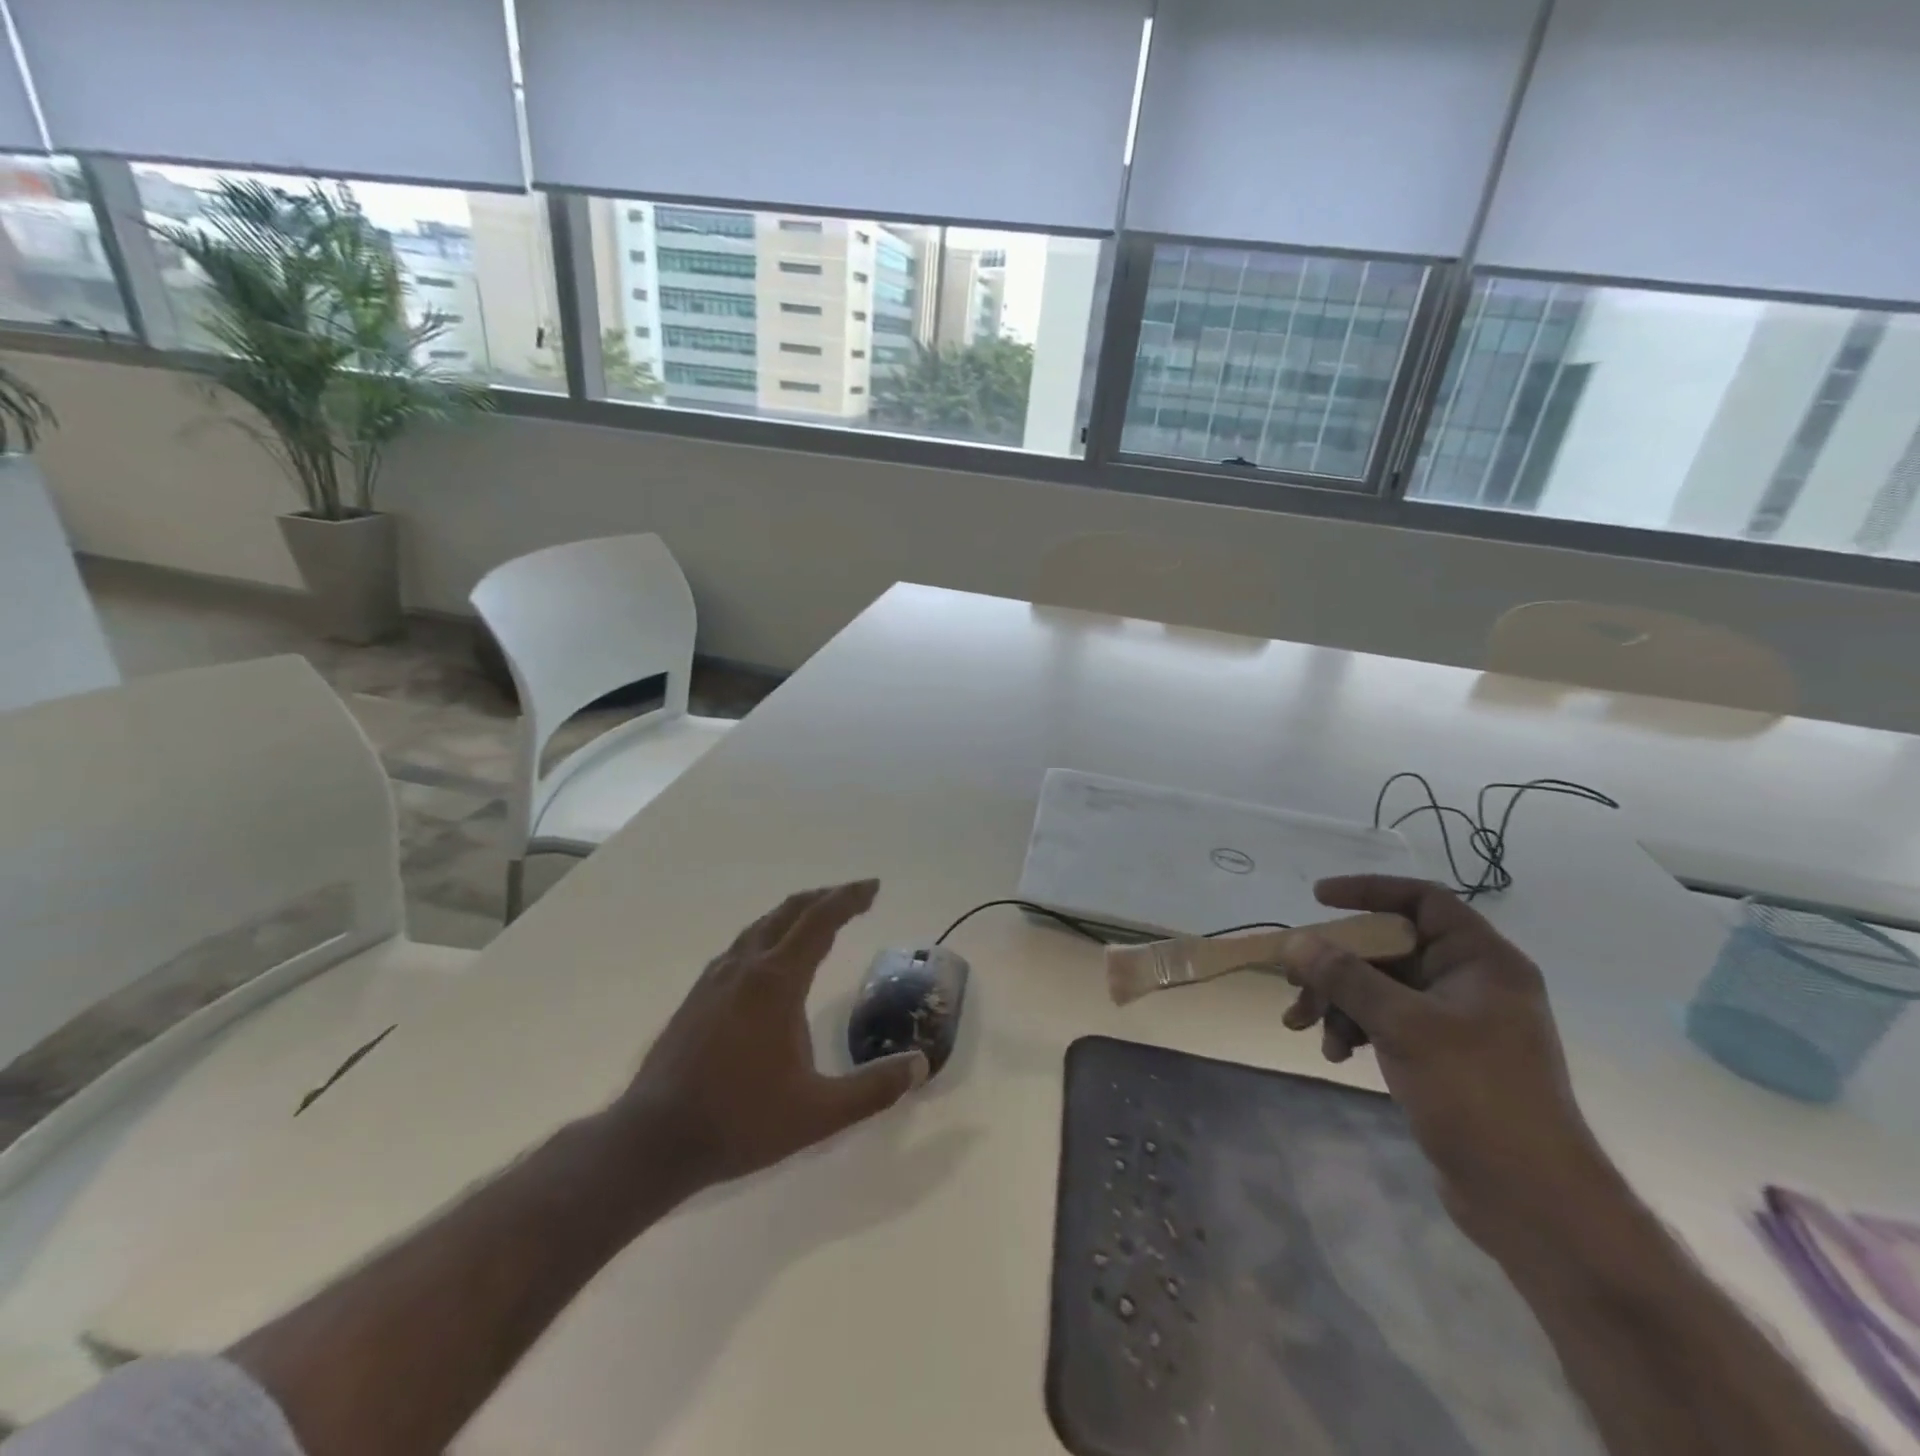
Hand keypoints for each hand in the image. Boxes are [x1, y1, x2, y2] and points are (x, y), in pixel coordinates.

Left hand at [616, 880, 927, 1193]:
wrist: (652, 1140)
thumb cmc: (740, 1121)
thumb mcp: (818, 1113)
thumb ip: (873, 1089)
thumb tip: (920, 1066)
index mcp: (777, 982)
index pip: (820, 921)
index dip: (849, 899)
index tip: (873, 887)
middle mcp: (745, 968)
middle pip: (789, 912)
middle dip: (825, 897)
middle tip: (855, 895)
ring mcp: (716, 979)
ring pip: (761, 926)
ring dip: (795, 913)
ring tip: (818, 919)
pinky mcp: (697, 996)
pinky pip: (741, 946)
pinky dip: (769, 933)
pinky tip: (770, 959)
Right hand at [1278, 875, 1619, 1249]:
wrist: (1532, 1202)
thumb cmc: (1478, 1097)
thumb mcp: (1404, 1027)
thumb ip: (1346, 977)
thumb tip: (1294, 941)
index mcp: (1482, 962)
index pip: (1422, 901)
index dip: (1368, 891)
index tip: (1318, 899)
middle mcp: (1470, 982)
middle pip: (1388, 947)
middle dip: (1335, 964)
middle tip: (1293, 981)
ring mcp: (1454, 1020)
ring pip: (1379, 986)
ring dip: (1337, 1001)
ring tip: (1303, 1028)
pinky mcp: (1440, 1055)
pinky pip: (1384, 1020)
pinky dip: (1354, 1029)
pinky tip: (1336, 1054)